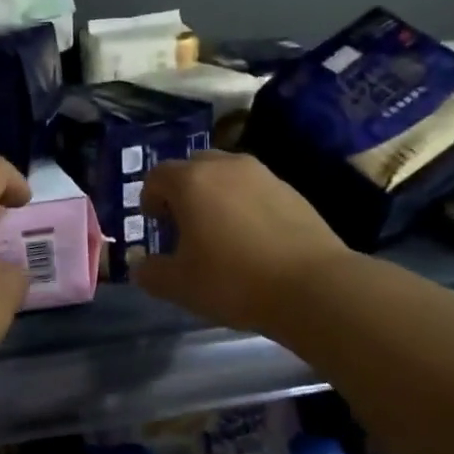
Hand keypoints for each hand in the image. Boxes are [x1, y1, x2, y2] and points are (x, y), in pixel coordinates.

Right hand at [134, 151, 348, 335]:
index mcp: (191, 181)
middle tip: (185, 226)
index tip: (157, 226)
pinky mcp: (292, 191)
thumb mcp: (179, 286)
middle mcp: (226, 167)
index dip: (149, 199)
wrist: (313, 287)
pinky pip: (255, 190)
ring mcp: (263, 175)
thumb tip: (141, 266)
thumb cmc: (233, 281)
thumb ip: (150, 273)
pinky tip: (253, 240)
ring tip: (220, 233)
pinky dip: (245, 205)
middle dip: (182, 192)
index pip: (157, 175)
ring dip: (215, 196)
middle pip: (193, 167)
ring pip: (227, 176)